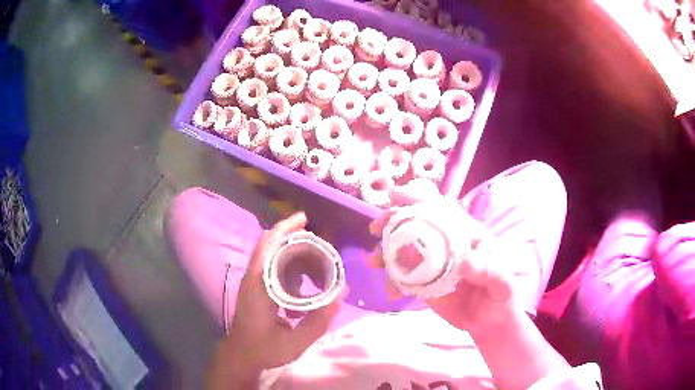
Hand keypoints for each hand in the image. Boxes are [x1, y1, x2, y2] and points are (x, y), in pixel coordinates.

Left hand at [208, 213, 342, 388]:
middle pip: (272, 245)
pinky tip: (306, 285)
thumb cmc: (264, 349)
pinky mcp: (257, 287)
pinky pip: (274, 267)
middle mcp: (254, 278)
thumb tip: (341, 293)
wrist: (241, 355)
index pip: (268, 247)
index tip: (305, 220)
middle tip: (323, 247)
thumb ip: (319, 320)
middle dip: (297, 239)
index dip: (285, 229)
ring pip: (274, 255)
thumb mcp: (295, 342)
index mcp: (259, 286)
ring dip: (295, 253)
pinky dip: (292, 267)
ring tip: (318, 264)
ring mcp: (253, 281)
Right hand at [369, 183, 514, 334]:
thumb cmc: (501, 295)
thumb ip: (488, 270)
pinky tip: (390, 292)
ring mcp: (433, 264)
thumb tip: (464, 260)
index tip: (396, 196)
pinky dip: (392, 281)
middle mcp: (445, 244)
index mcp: (465, 234)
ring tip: (373, 262)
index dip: (419, 198)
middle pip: (417, 223)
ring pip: (405, 249)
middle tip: (376, 227)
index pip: (441, 208)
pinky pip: (403, 277)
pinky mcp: (424, 283)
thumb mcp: (502, 282)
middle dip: (394, 220)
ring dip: (385, 251)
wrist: (489, 322)